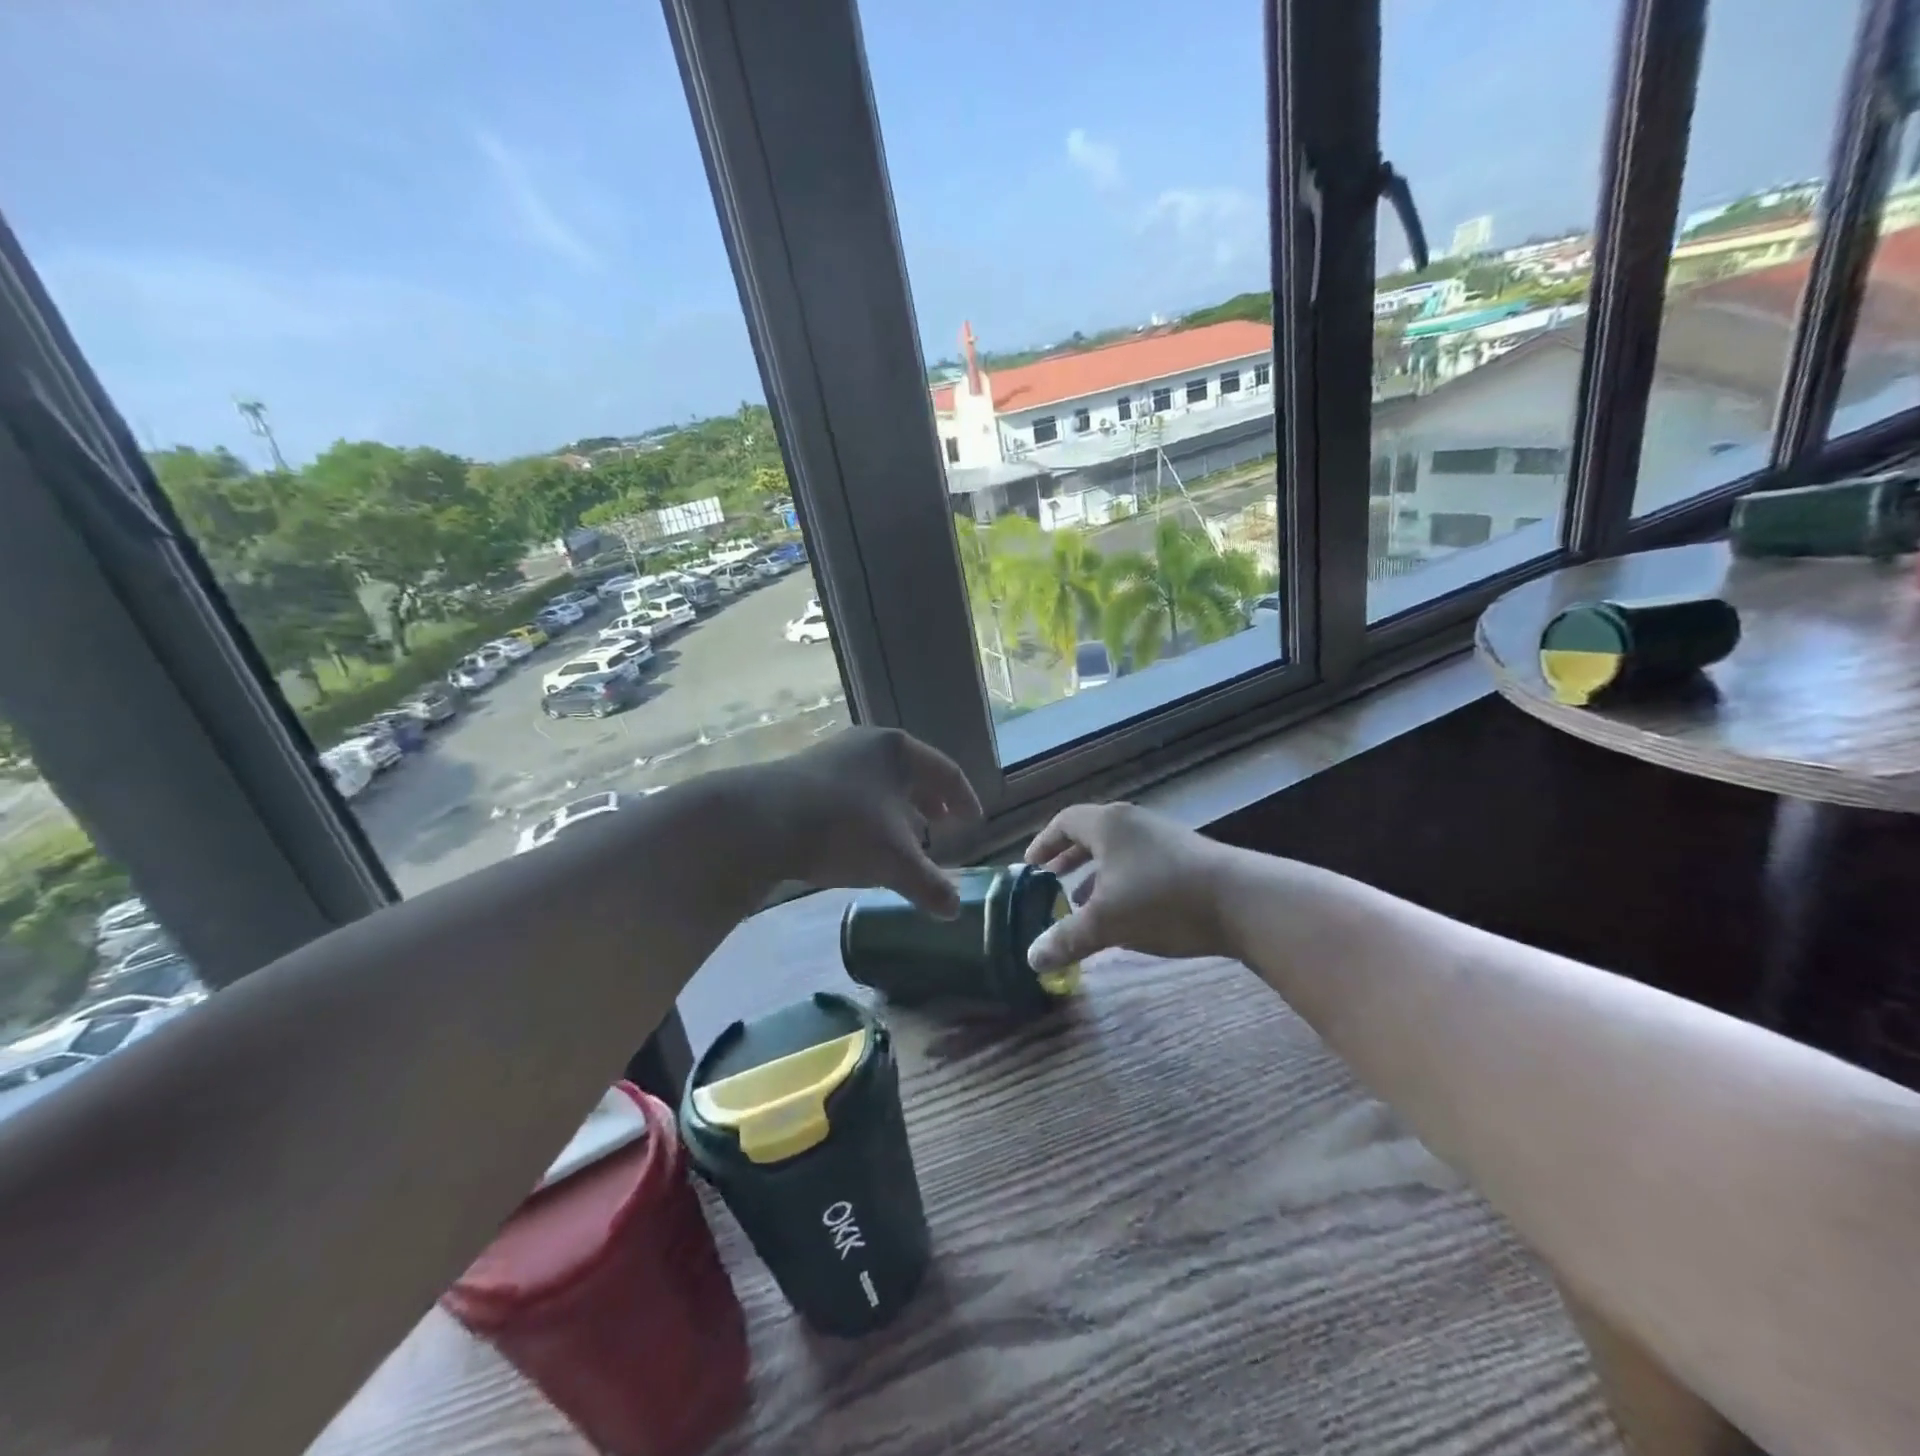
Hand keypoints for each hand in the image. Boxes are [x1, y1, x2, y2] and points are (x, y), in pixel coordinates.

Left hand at [750, 727, 981, 917]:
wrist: (759, 821)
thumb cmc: (843, 828)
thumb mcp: (894, 860)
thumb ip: (929, 885)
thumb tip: (955, 911)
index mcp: (899, 750)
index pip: (947, 772)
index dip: (965, 799)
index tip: (974, 823)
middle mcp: (868, 744)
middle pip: (912, 774)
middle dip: (930, 804)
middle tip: (942, 827)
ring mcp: (833, 756)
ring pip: (879, 783)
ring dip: (898, 811)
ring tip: (904, 839)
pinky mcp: (804, 774)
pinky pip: (852, 791)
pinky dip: (868, 814)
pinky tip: (862, 840)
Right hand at [1023, 802, 1237, 969]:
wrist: (1242, 901)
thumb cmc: (1162, 900)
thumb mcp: (1107, 922)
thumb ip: (1066, 938)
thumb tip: (1031, 959)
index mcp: (1109, 825)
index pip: (1065, 822)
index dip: (1044, 843)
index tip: (1029, 866)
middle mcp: (1134, 823)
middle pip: (1091, 835)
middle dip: (1068, 860)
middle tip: (1050, 882)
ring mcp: (1164, 838)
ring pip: (1118, 852)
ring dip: (1096, 875)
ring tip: (1082, 904)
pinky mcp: (1187, 858)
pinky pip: (1140, 864)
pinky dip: (1122, 883)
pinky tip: (1126, 914)